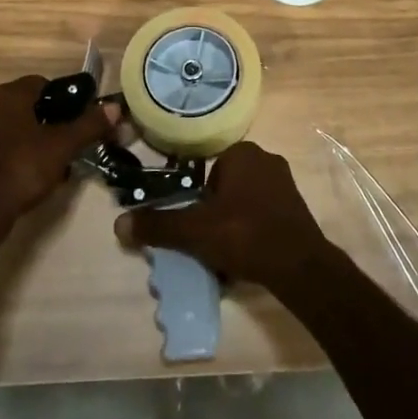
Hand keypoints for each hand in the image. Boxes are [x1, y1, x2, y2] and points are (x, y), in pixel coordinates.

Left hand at [0, 75, 109, 241]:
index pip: (44, 83)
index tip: (83, 116)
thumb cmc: (24, 166)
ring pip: (23, 128)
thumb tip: (115, 107)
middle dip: (58, 120)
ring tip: (65, 157)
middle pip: (34, 106)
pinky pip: (11, 147)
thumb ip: (90, 124)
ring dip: (44, 139)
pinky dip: (28, 154)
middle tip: (78, 137)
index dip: (67, 98)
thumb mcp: (64, 144)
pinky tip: (44, 173)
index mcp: (10, 95)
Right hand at [113, 141, 333, 291]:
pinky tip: (247, 259)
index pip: (206, 172)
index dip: (197, 202)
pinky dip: (251, 233)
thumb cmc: (244, 234)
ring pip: (243, 204)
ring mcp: (285, 183)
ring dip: (232, 226)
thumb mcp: (194, 231)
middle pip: (224, 189)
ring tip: (226, 256)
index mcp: (242, 153)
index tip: (195, 227)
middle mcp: (266, 159)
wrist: (299, 266)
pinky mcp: (297, 207)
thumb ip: (158, 225)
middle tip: (207, 243)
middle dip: (213, 215)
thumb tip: (118, 223)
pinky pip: (262, 216)